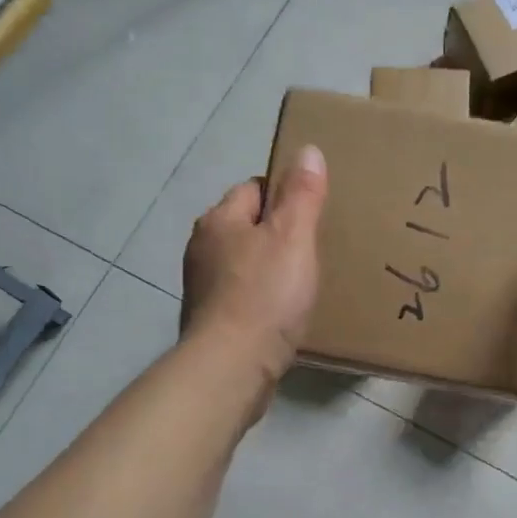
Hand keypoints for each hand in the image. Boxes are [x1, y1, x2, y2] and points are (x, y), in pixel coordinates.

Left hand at [182, 144, 327, 391]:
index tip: (314, 213)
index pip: (254, 188)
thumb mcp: (292, 237)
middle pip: (247, 226)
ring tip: (302, 282)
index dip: (285, 195)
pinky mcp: (211, 321)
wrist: (231, 367)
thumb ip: (301, 194)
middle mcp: (203, 248)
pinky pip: (242, 296)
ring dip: (268, 268)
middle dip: (276, 233)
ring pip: (243, 263)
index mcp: (219, 220)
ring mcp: (203, 287)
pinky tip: (282, 314)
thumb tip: (307, 150)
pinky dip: (261, 299)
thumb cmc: (265, 296)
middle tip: (314, 248)